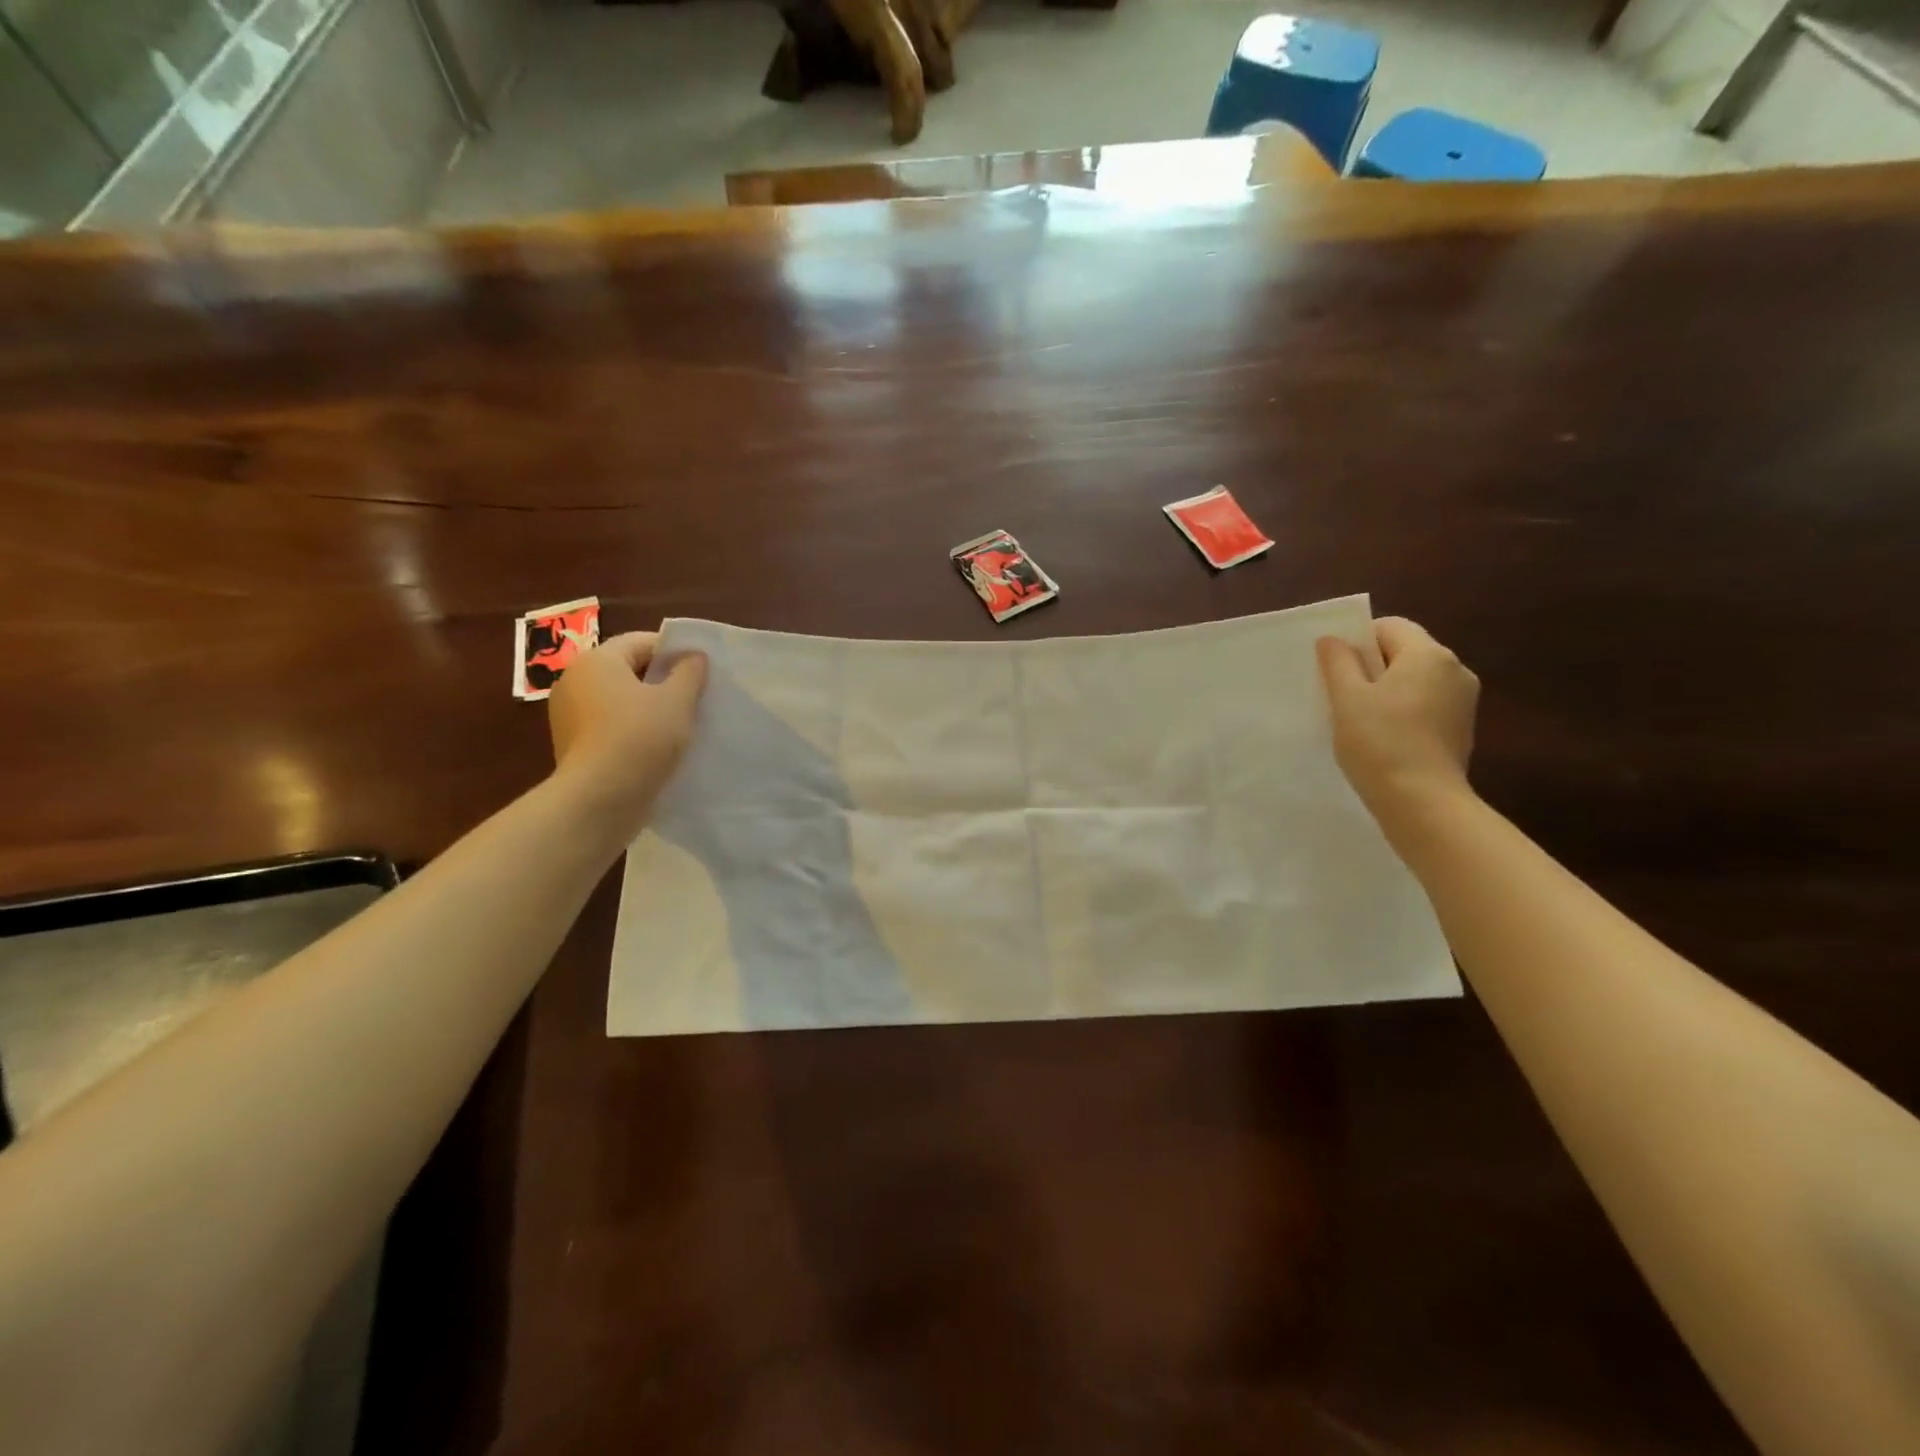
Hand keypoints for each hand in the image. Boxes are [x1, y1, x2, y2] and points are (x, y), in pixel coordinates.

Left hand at [547, 631, 707, 837]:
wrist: (599, 800)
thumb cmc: (640, 738)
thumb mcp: (677, 701)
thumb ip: (689, 672)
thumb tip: (692, 657)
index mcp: (597, 661)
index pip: (641, 642)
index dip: (674, 651)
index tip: (701, 670)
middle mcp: (574, 681)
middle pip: (627, 670)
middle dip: (662, 681)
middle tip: (695, 697)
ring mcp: (568, 716)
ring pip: (618, 701)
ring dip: (648, 708)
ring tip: (680, 726)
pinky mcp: (572, 746)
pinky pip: (609, 727)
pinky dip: (632, 731)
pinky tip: (656, 748)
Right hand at [1316, 617, 1477, 823]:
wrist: (1422, 801)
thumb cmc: (1379, 742)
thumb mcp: (1347, 698)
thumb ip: (1338, 662)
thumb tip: (1332, 640)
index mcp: (1429, 654)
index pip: (1389, 627)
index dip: (1358, 640)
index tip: (1336, 669)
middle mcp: (1455, 669)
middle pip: (1405, 651)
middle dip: (1372, 666)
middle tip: (1342, 694)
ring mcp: (1463, 701)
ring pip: (1416, 679)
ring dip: (1387, 690)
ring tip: (1361, 719)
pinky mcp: (1462, 728)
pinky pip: (1427, 703)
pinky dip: (1404, 710)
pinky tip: (1384, 737)